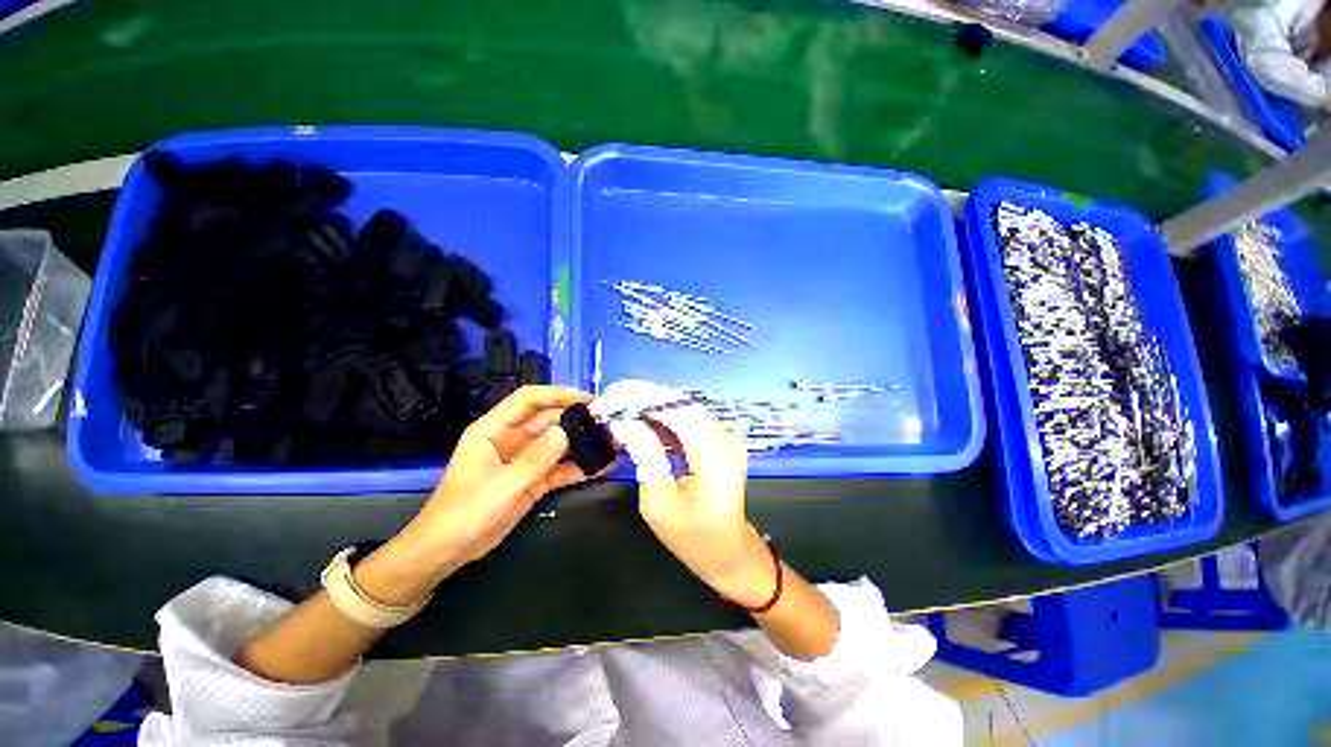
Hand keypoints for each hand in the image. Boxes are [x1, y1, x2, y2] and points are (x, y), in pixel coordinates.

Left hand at [390, 386, 592, 581]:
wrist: (446, 553)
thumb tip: (566, 431)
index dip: (557, 394)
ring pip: (558, 443)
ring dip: (583, 443)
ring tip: (611, 443)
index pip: (528, 400)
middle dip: (577, 419)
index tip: (587, 399)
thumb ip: (534, 460)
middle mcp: (511, 439)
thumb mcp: (500, 487)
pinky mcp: (533, 479)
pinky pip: (560, 467)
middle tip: (608, 423)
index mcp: (493, 430)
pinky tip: (602, 466)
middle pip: (549, 420)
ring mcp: (524, 460)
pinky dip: (579, 467)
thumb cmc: (463, 514)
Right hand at [593, 382, 775, 607]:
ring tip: (618, 406)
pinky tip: (639, 418)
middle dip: (644, 397)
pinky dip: (662, 418)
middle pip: (683, 404)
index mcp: (715, 457)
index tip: (612, 396)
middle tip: (610, 398)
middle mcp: (725, 440)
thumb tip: (624, 422)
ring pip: (684, 409)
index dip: (645, 398)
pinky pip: (687, 421)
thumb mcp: (659, 504)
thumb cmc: (693, 539)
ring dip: (651, 405)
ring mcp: (724, 439)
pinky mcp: (717, 442)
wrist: (729, 554)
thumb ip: (645, 456)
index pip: (680, 411)